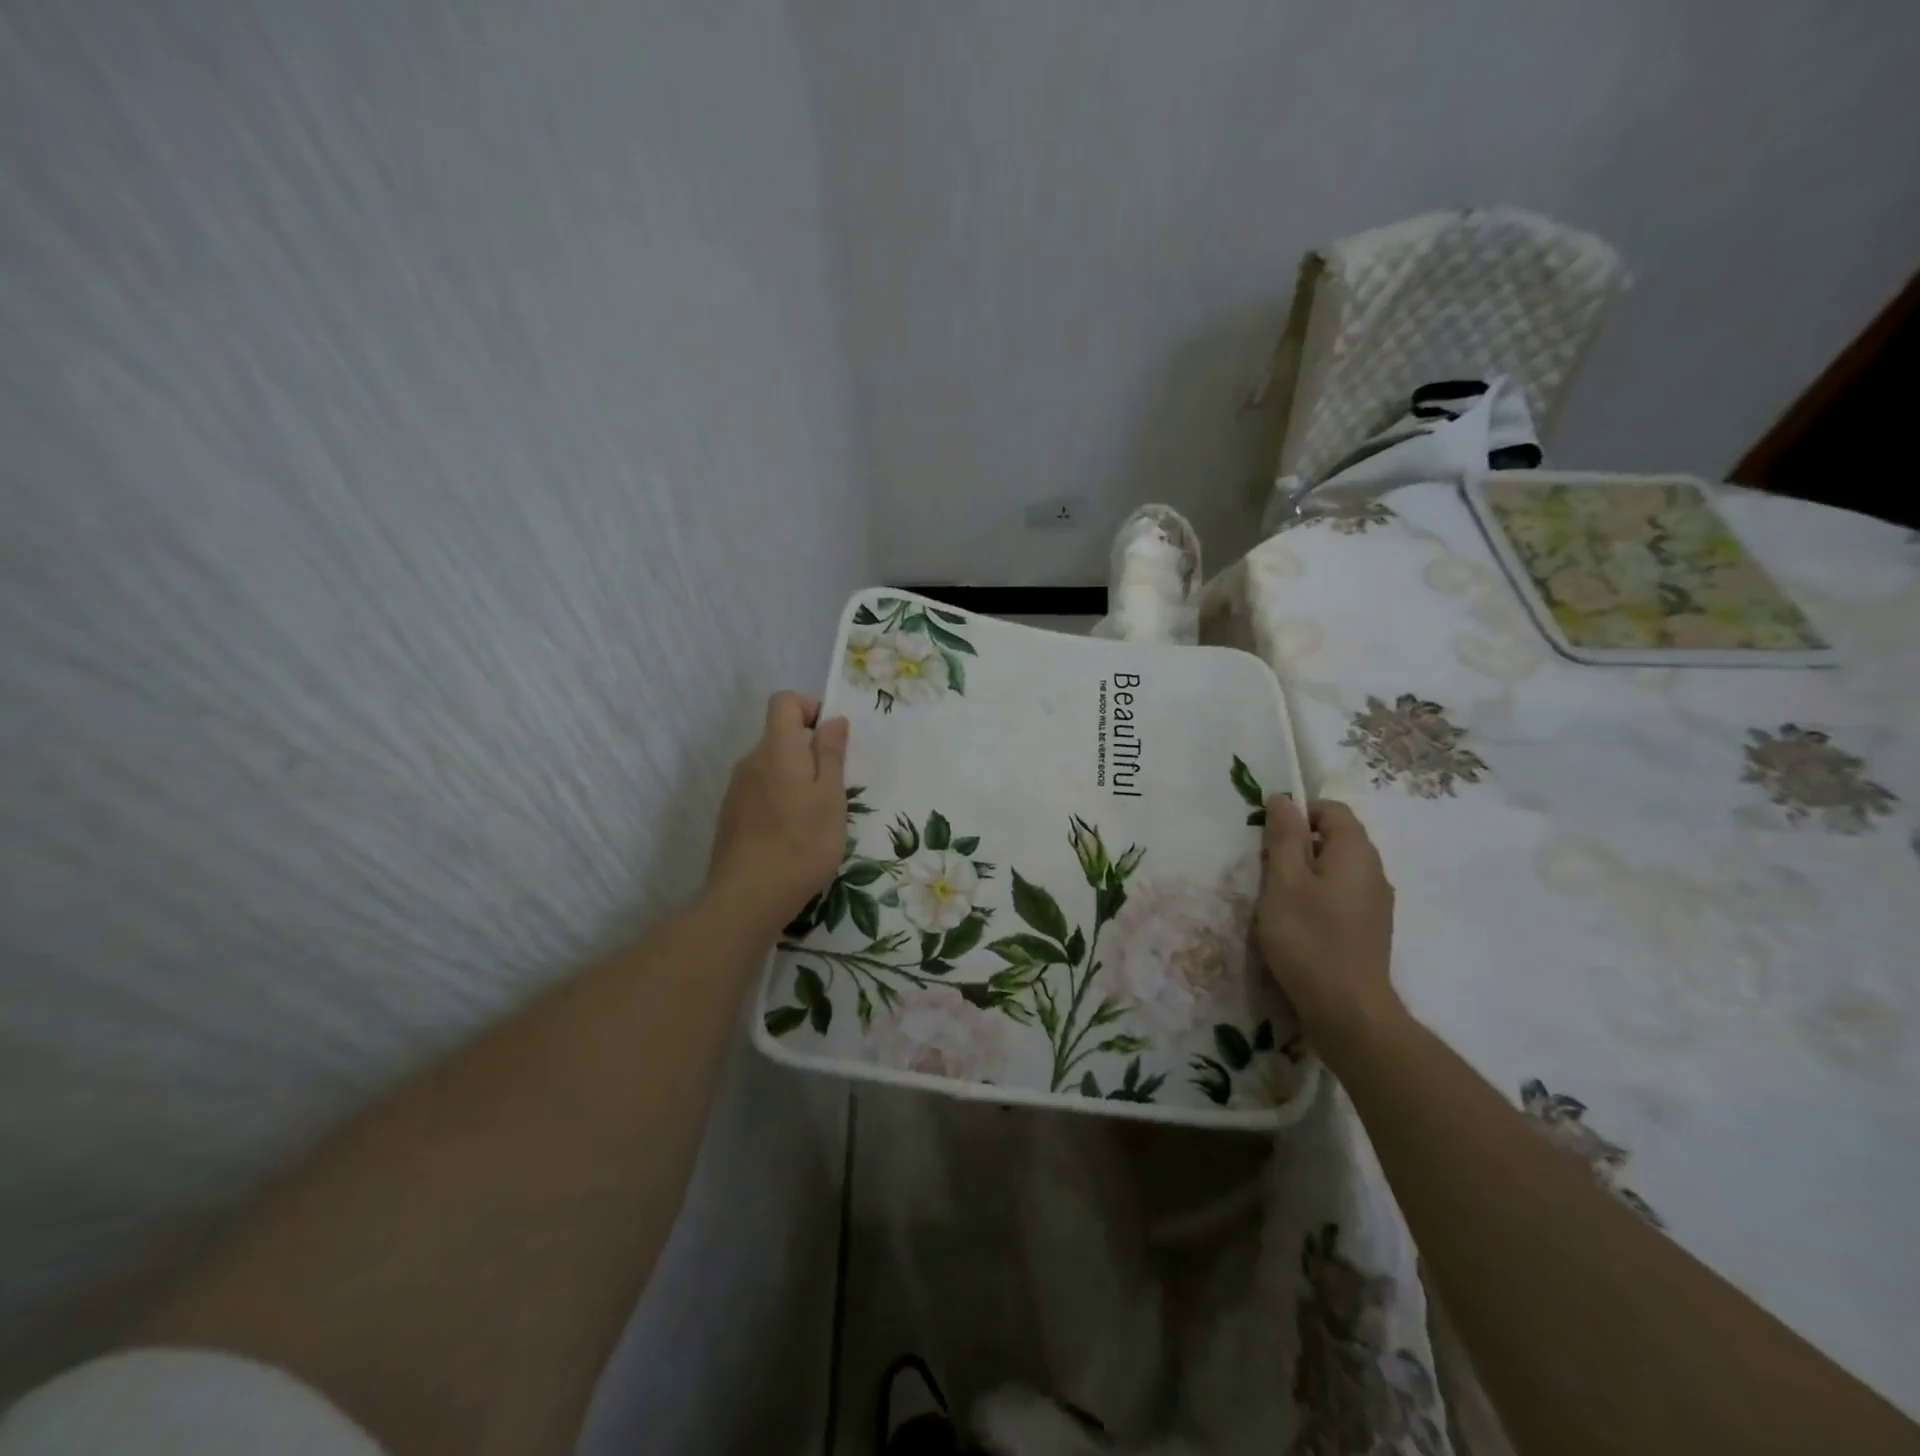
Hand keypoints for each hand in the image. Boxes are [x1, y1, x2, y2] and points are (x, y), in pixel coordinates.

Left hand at [707, 692, 850, 936]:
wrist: (748, 898)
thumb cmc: (802, 843)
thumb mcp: (831, 797)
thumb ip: (831, 754)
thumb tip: (832, 720)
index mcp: (777, 750)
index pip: (784, 702)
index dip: (809, 708)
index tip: (831, 738)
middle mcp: (751, 762)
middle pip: (779, 736)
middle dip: (809, 751)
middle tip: (834, 787)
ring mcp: (736, 790)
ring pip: (771, 767)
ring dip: (795, 778)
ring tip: (816, 817)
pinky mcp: (731, 816)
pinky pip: (760, 791)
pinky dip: (779, 800)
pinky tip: (792, 835)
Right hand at [1255, 796, 1402, 1048]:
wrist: (1348, 1011)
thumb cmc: (1309, 939)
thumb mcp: (1284, 882)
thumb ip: (1284, 837)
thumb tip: (1283, 799)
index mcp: (1356, 852)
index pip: (1331, 810)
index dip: (1299, 815)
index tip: (1269, 840)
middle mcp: (1374, 871)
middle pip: (1336, 838)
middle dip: (1299, 845)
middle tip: (1268, 871)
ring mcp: (1376, 902)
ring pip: (1338, 869)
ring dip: (1307, 874)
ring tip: (1279, 900)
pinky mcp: (1370, 929)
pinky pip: (1342, 895)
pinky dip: (1319, 898)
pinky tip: (1300, 924)